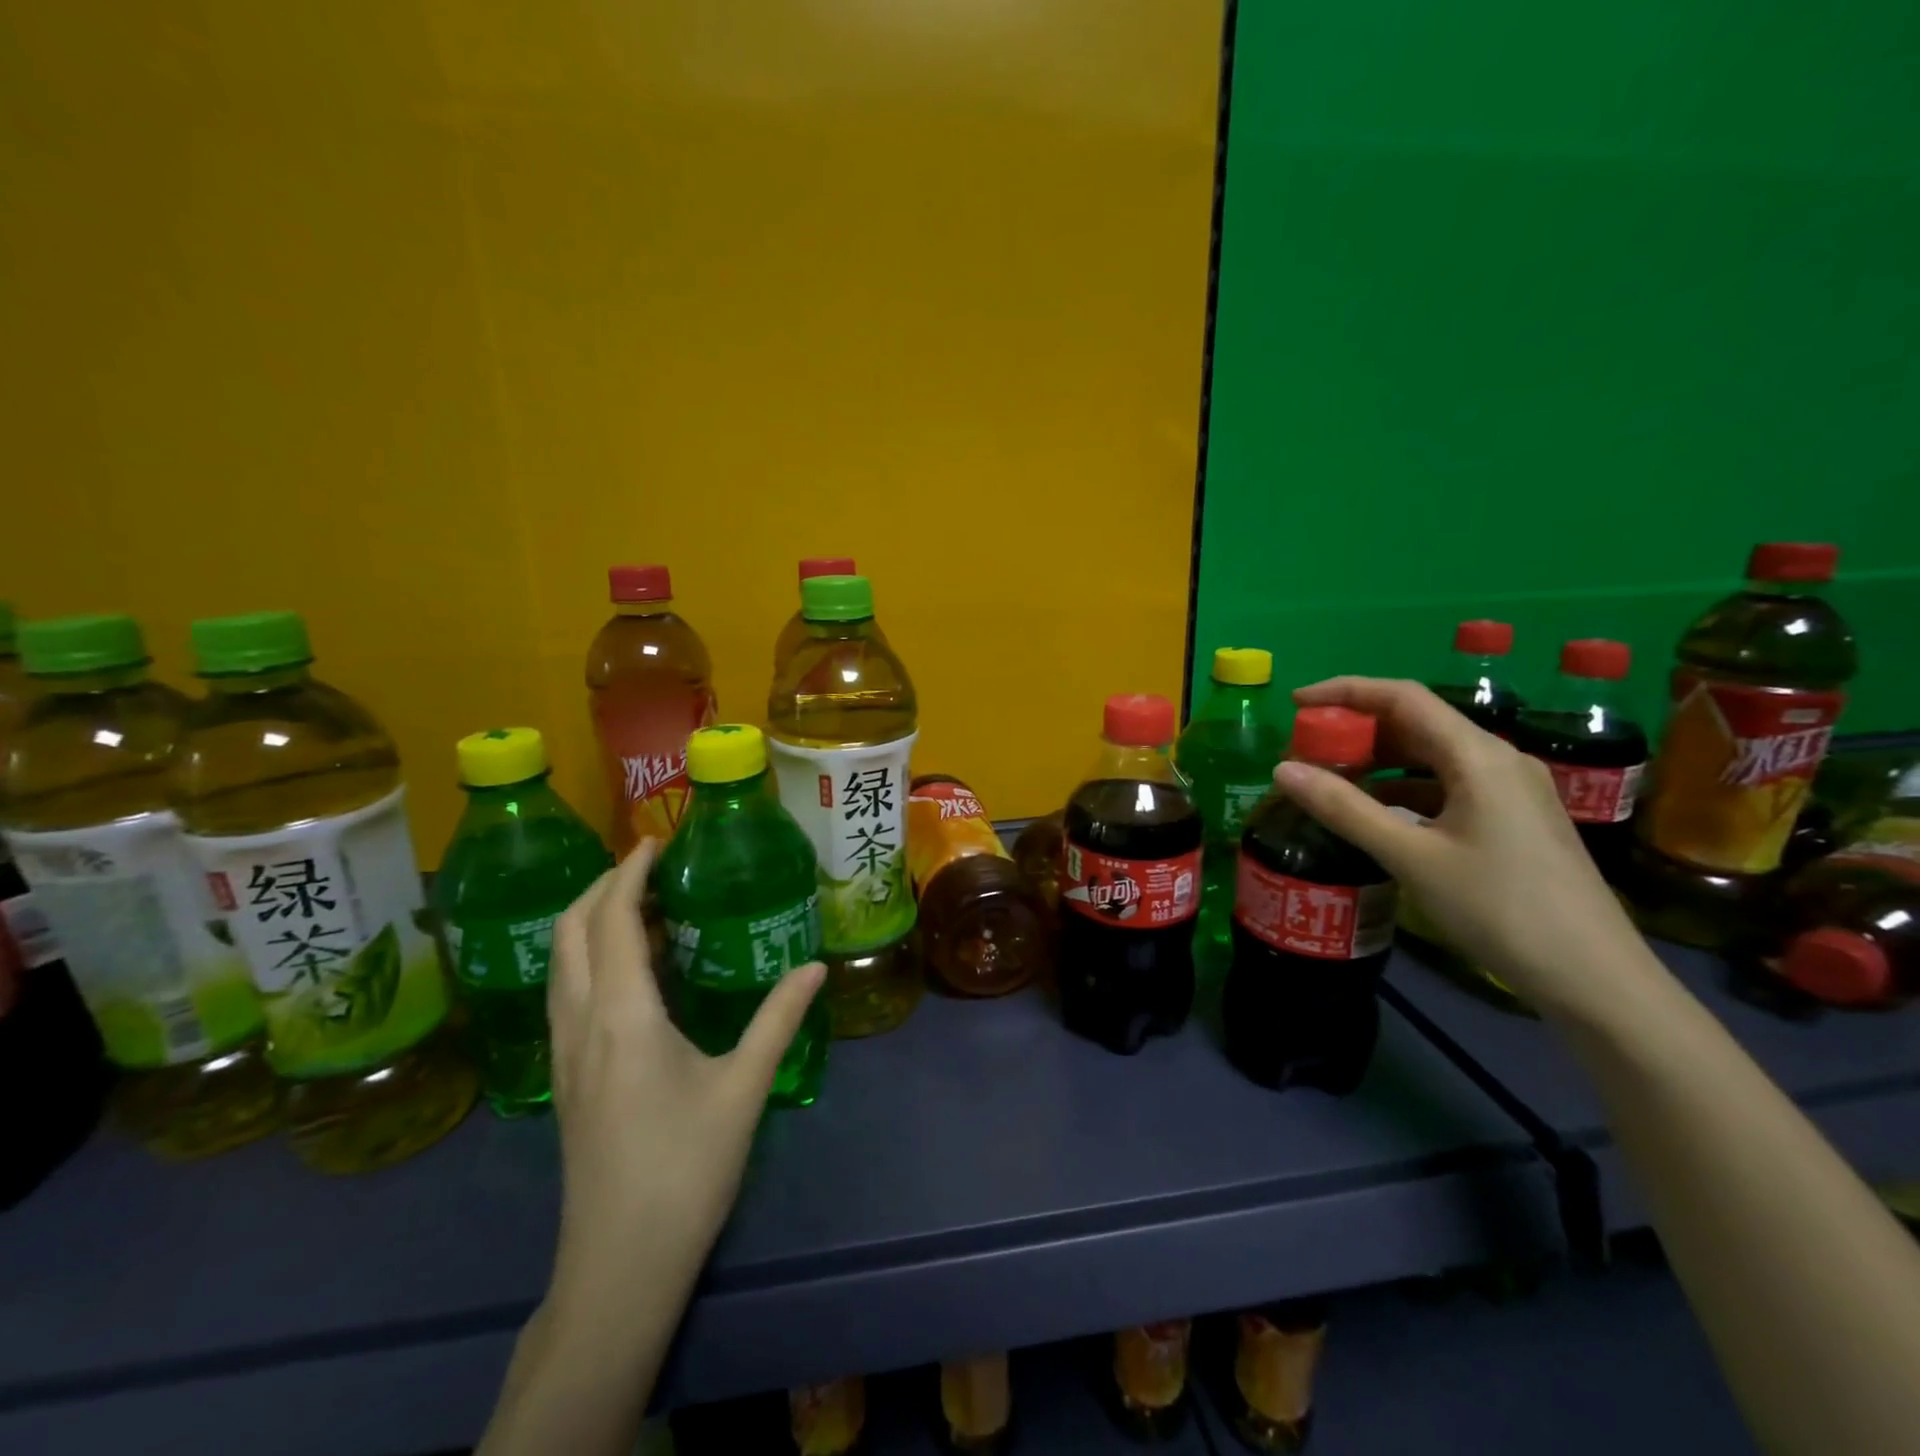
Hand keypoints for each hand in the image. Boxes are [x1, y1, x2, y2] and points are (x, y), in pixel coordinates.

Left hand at [545, 838, 825, 1310]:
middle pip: (570, 931)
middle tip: (652, 866)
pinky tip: (637, 970)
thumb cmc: (685, 1169)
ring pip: (561, 961)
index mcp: (622, 1015)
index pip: (611, 921)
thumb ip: (779, 1018)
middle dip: (603, 886)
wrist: (619, 1266)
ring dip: (593, 920)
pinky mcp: (566, 1075)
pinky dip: (593, 956)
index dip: (628, 873)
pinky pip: (568, 990)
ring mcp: (564, 1051)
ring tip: (647, 906)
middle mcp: (580, 1022)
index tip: (655, 842)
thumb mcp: (743, 1087)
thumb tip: (816, 965)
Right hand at [1271, 677, 1664, 1023]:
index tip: (1296, 703)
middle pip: (1417, 722)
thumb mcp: (1411, 857)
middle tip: (1306, 750)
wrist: (1593, 979)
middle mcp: (1498, 760)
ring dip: (1379, 760)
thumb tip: (1282, 769)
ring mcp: (1512, 790)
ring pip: (1432, 756)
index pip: (1403, 697)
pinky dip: (1404, 787)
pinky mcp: (1514, 819)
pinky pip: (1448, 784)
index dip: (1345, 691)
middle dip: (1357, 729)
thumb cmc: (1499, 908)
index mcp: (1478, 756)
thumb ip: (1344, 809)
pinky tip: (1377, 813)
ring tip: (1331, 780)